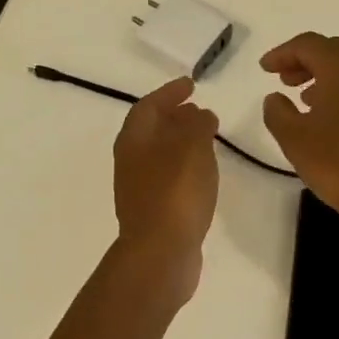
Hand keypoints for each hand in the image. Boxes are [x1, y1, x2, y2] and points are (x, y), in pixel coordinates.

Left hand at [112, 76, 219, 291]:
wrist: (160, 254)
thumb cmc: (175, 192)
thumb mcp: (193, 147)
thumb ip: (198, 124)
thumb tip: (200, 114)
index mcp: (134, 140)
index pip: (148, 106)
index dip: (169, 93)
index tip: (190, 84)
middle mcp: (131, 161)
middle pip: (151, 130)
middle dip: (174, 116)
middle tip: (199, 109)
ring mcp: (140, 188)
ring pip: (160, 154)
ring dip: (181, 141)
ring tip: (207, 137)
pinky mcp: (154, 211)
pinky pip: (168, 176)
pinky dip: (185, 165)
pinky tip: (203, 172)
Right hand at [260, 33, 338, 234]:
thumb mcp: (295, 139)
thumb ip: (277, 113)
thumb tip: (275, 98)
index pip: (308, 44)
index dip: (282, 52)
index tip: (264, 69)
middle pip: (332, 50)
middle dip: (304, 59)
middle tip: (283, 78)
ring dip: (323, 75)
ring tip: (302, 98)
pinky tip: (329, 117)